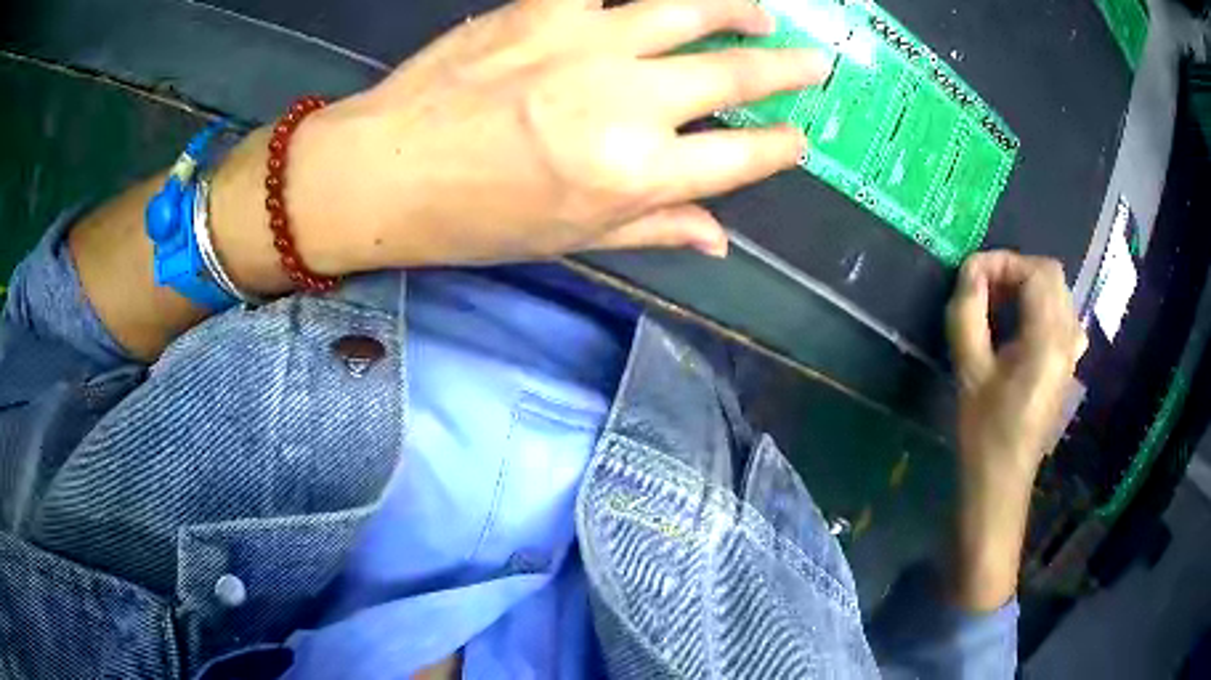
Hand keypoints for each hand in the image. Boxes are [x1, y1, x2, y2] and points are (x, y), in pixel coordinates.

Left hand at [283, 0, 831, 271]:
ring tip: (760, 11)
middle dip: (788, 68)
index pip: (742, 158)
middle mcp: (628, 103)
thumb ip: (655, 229)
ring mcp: (588, 43)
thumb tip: (720, 241)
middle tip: (815, 62)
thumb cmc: (473, 219)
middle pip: (736, 75)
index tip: (799, 138)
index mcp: (637, 176)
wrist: (383, 171)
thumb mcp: (571, 239)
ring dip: (737, 7)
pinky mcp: (543, 8)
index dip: (781, 147)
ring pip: (690, 8)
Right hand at [944, 251, 1086, 611]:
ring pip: (1057, 292)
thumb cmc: (985, 431)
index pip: (1035, 272)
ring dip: (1027, 286)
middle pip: (1051, 275)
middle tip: (984, 289)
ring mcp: (1071, 351)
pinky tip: (1021, 326)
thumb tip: (969, 272)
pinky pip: (1061, 314)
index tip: (971, 276)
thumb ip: (968, 313)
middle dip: (1015, 270)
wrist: (1003, 479)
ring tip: (998, 305)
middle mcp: (1068, 338)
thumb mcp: (970, 371)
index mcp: (1048, 340)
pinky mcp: (1067, 362)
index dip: (1002, 262)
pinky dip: (1040, 306)